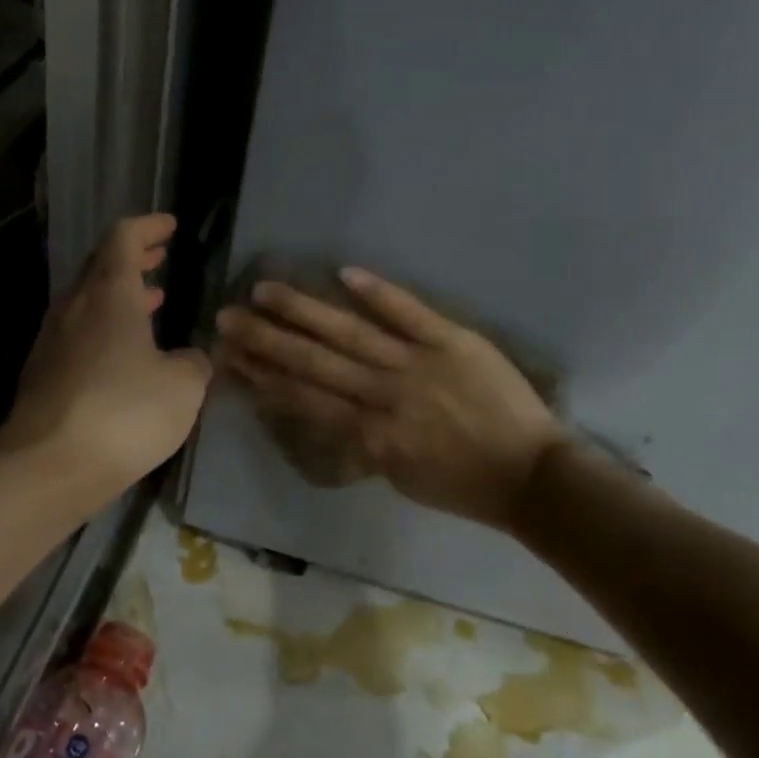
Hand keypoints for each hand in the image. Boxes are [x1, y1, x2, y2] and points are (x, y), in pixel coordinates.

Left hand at [0, 214, 211, 507]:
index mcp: (109, 294)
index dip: (148, 226)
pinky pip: (79, 332)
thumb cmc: (124, 412)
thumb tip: (189, 358)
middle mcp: (75, 307)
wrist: (47, 468)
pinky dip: (106, 326)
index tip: (169, 226)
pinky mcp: (43, 373)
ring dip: (120, 294)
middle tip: (159, 256)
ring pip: (88, 300)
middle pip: (101, 265)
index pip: (124, 238)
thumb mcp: (183, 387)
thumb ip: (194, 363)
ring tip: (151, 300)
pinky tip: (125, 352)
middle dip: (133, 257)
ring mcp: (52, 340)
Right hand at [215, 268, 566, 531]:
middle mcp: (383, 395)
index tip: (230, 359)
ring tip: (264, 290)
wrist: (531, 476)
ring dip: (304, 311)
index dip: (263, 378)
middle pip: (314, 362)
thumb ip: (361, 444)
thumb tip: (327, 413)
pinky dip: (378, 292)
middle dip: (266, 340)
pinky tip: (344, 272)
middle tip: (227, 318)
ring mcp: (417, 363)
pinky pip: (409, 312)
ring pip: (350, 334)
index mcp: (370, 434)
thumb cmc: (463, 485)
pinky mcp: (452, 340)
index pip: (304, 399)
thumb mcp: (399, 477)